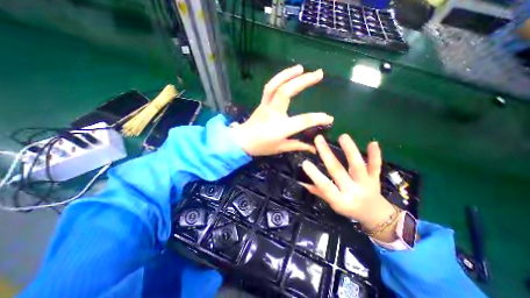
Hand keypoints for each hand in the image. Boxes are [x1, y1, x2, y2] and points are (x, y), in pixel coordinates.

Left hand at [230, 65, 331, 156]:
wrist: (242, 141)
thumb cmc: (261, 146)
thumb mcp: (281, 148)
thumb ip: (298, 146)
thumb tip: (314, 148)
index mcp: (279, 128)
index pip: (302, 121)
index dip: (317, 118)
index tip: (329, 118)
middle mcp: (273, 113)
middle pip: (286, 92)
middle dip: (303, 81)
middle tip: (319, 73)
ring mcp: (266, 106)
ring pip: (275, 85)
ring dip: (289, 74)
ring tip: (302, 68)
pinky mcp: (262, 102)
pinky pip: (270, 87)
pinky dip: (279, 77)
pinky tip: (289, 74)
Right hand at [303, 133, 396, 240]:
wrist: (376, 216)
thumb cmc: (349, 209)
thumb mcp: (332, 204)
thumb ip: (319, 192)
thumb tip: (302, 182)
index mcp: (340, 200)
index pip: (325, 187)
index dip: (315, 175)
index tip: (305, 162)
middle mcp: (352, 191)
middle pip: (338, 171)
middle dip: (327, 154)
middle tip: (318, 139)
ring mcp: (366, 184)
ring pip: (357, 166)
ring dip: (350, 150)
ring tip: (342, 136)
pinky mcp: (375, 179)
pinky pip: (376, 166)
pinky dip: (375, 155)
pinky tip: (373, 142)